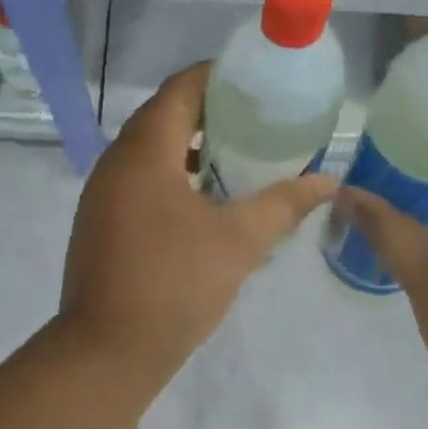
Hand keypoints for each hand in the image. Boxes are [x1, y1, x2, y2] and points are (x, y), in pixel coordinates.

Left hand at [60, 63, 335, 380]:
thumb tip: (327, 180)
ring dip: (190, 146)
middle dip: (209, 112)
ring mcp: (102, 194)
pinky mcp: (100, 222)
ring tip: (237, 157)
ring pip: (149, 151)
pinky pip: (139, 180)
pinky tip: (205, 201)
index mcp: (144, 152)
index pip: (180, 89)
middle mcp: (115, 162)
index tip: (257, 84)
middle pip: (163, 116)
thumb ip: (283, 204)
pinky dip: (172, 175)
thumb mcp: (238, 241)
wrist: (108, 351)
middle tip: (257, 121)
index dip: (218, 77)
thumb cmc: (175, 285)